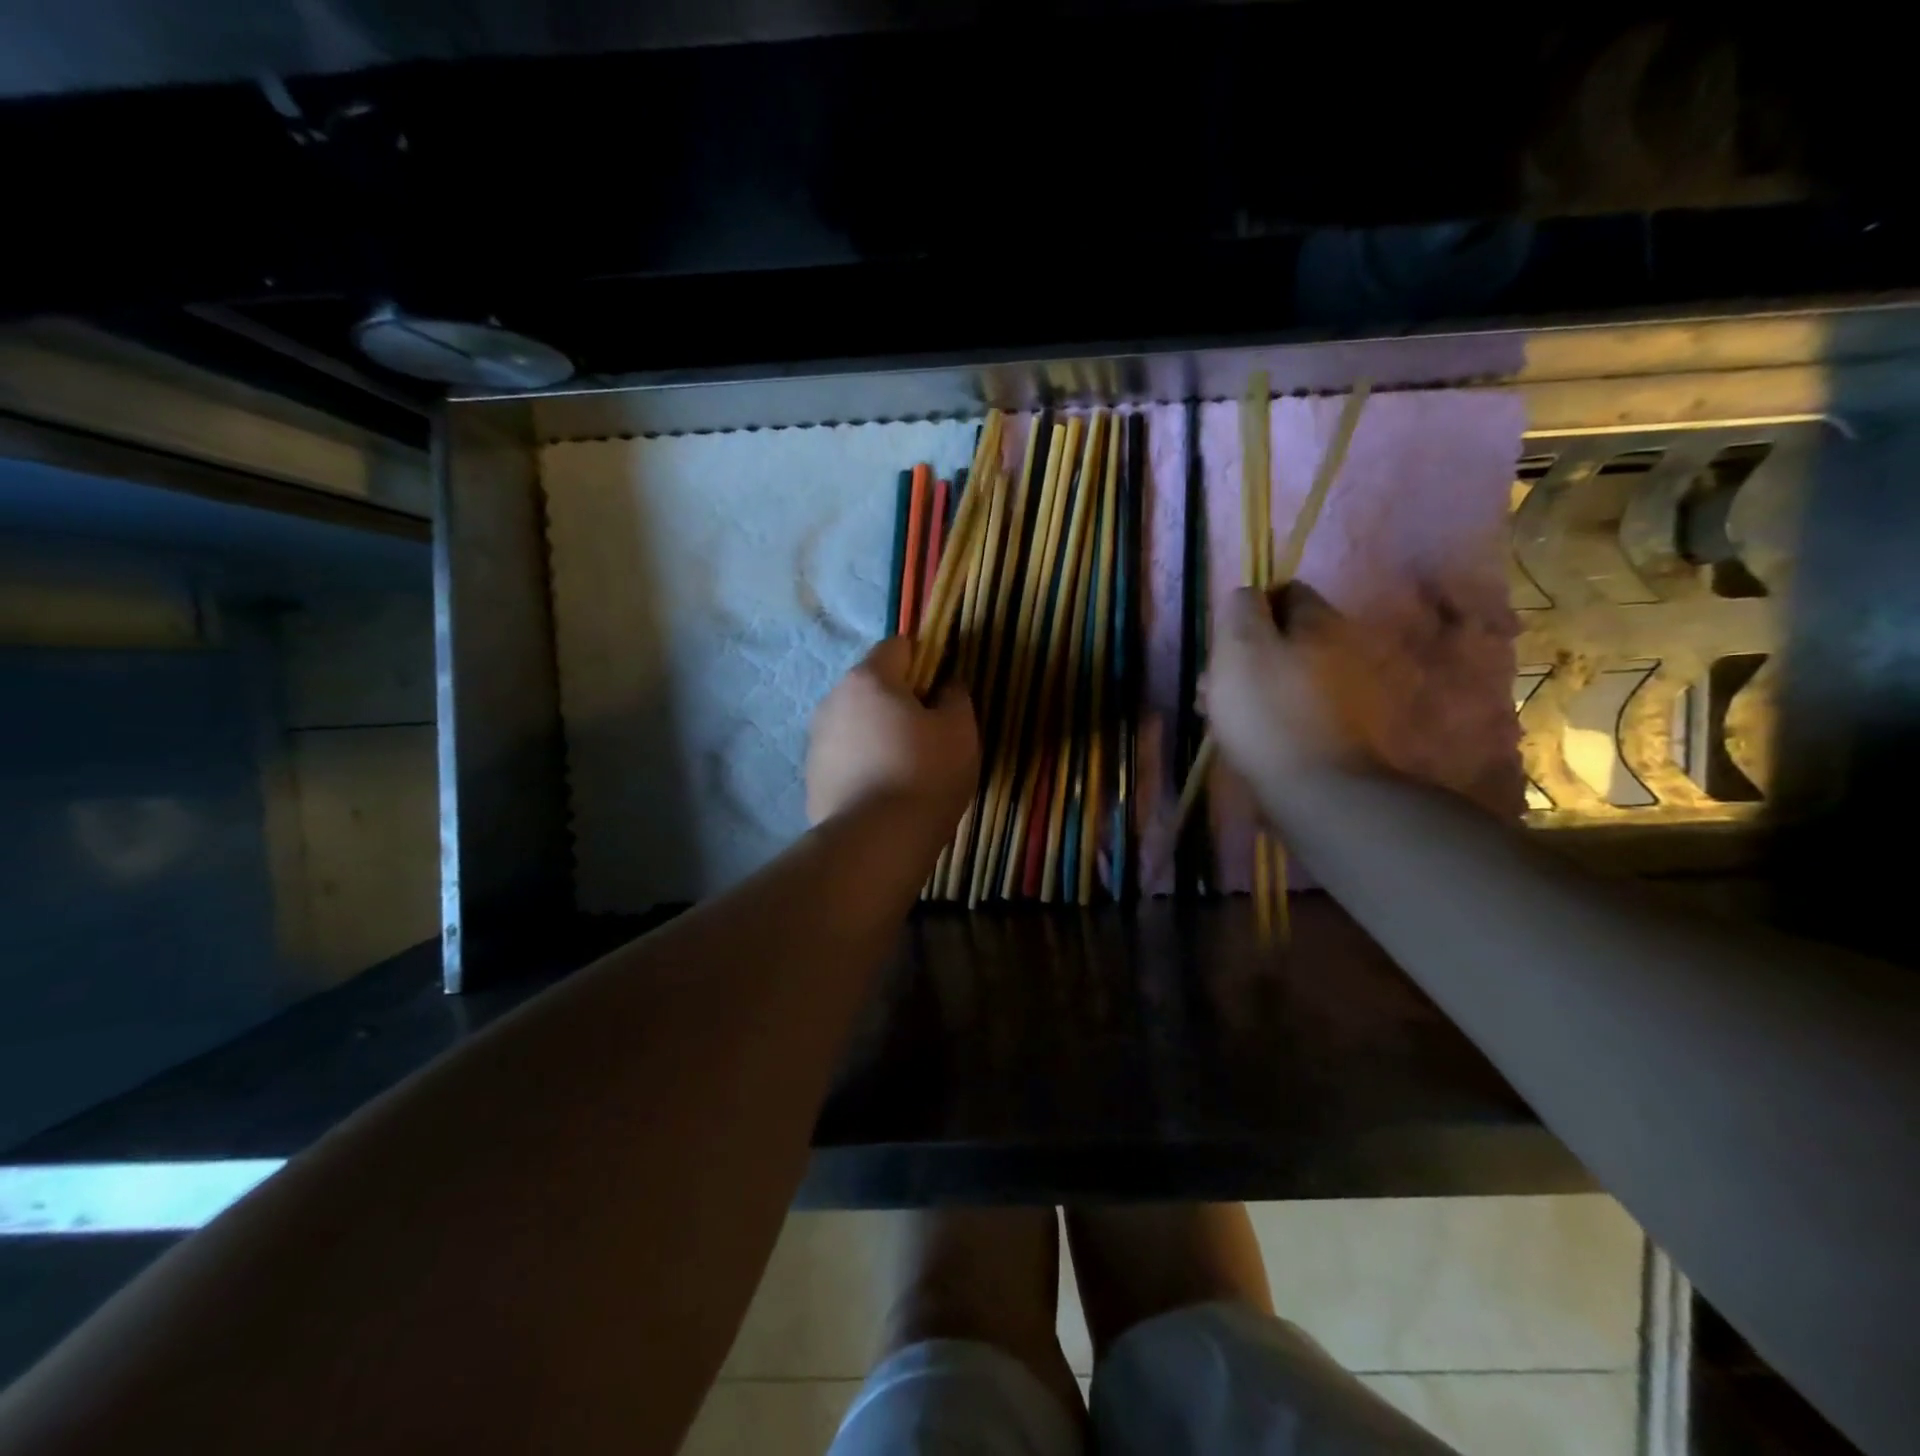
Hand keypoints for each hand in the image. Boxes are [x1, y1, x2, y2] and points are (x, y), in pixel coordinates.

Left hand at [806, 638, 979, 826]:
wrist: (874, 842)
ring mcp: (817, 739)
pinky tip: (884, 791)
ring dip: (879, 733)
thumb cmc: (925, 775)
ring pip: (857, 722)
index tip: (943, 689)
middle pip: (873, 685)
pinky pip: (845, 756)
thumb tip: (946, 685)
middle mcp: (834, 699)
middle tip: (930, 732)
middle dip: (900, 700)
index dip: (925, 660)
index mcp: (869, 678)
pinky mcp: (812, 776)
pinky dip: (864, 763)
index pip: (898, 646)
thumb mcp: (960, 731)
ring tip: (907, 767)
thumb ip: (955, 696)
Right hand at [1199, 584, 1374, 798]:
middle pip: (1279, 637)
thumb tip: (1245, 596)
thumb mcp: (1240, 646)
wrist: (1314, 788)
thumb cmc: (1267, 711)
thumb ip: (1240, 608)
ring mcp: (1341, 692)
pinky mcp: (1335, 729)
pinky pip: (1291, 707)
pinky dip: (1266, 715)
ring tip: (1217, 716)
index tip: (1223, 642)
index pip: (1284, 591)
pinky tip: (1243, 736)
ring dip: (1246, 689)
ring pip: (1280, 675)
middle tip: (1211, 686)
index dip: (1248, 610)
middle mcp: (1340, 649)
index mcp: (1320, 622)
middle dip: (1241, 656)